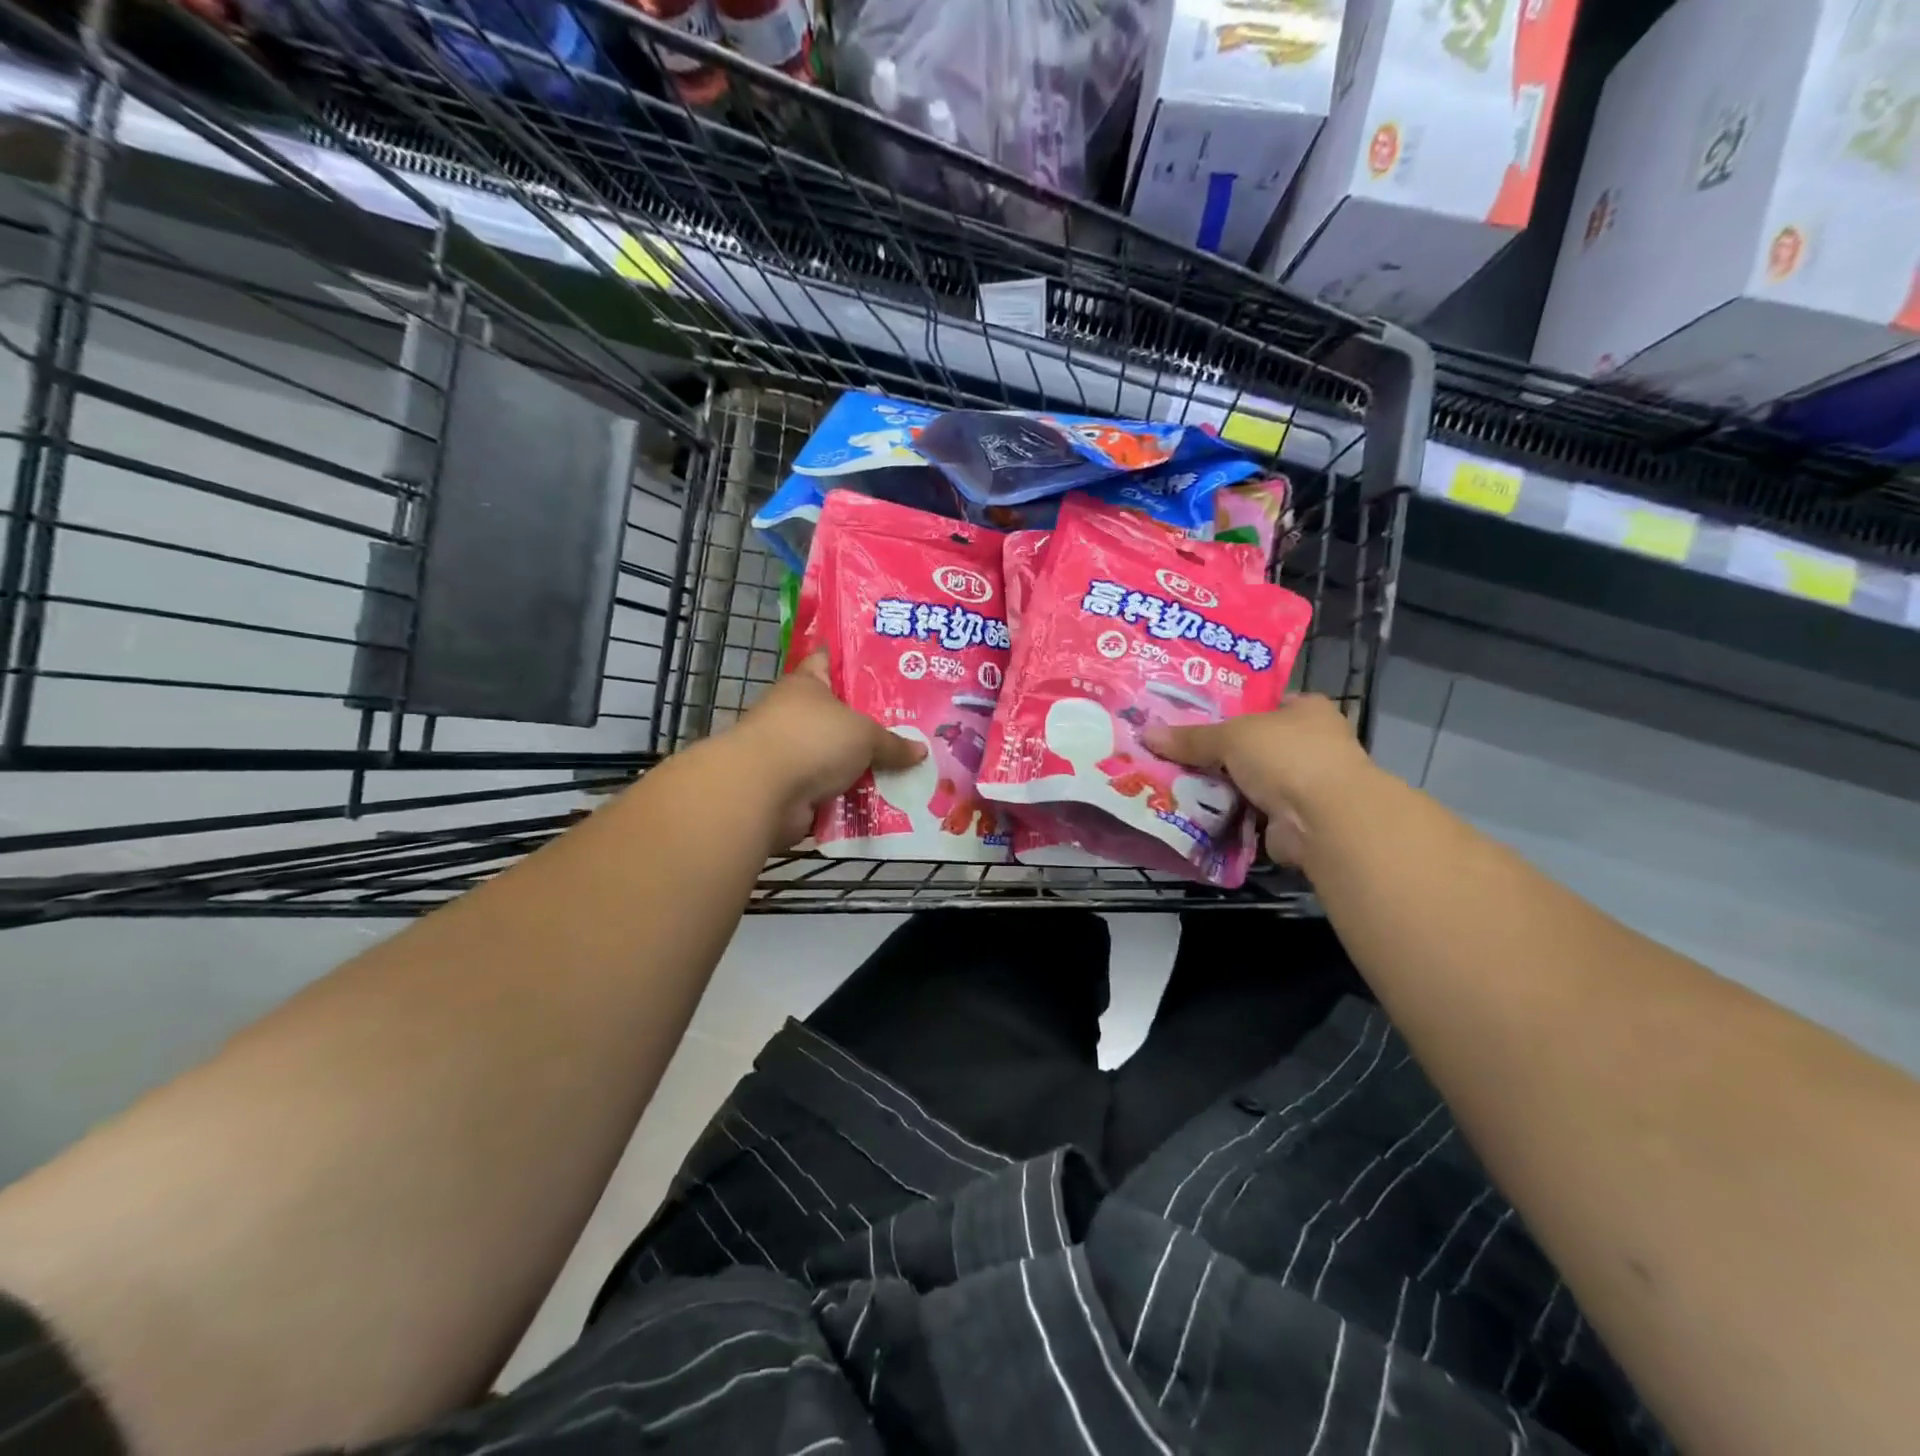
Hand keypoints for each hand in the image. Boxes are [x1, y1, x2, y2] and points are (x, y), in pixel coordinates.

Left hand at [725, 654, 926, 847]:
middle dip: (870, 724)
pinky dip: (851, 797)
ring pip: (837, 756)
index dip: (854, 662)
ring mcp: (791, 754)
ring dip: (862, 766)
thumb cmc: (812, 740)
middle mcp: (795, 715)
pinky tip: (885, 800)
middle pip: (839, 715)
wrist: (762, 792)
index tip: (885, 667)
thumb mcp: (864, 735)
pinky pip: (831, 791)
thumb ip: (892, 743)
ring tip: (906, 769)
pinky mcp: (791, 790)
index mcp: (806, 684)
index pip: (829, 661)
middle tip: (913, 727)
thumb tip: (921, 751)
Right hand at [1141, 694, 1374, 864]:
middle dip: (1218, 752)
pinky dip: (1226, 813)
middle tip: (1174, 751)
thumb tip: (1147, 734)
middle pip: (1252, 744)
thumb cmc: (1286, 757)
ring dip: (1220, 786)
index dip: (1232, 708)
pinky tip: (1192, 810)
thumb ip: (1191, 737)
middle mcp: (1311, 744)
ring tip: (1174, 781)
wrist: (1324, 820)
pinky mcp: (1292, 819)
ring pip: (1248, 780)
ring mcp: (1304, 784)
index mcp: (1306, 710)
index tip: (1194, 717)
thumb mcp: (1230, 736)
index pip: (1265, 704)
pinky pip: (1248, 812)